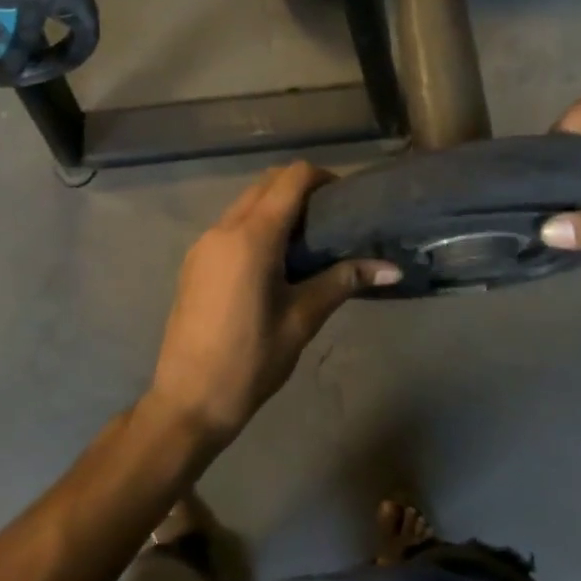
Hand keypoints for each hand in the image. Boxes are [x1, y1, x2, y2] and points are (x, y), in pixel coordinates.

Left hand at [148, 162, 398, 446]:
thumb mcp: (302, 320)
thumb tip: (392, 269)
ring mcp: (203, 244)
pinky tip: (275, 261)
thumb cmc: (251, 361)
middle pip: (266, 183)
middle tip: (331, 219)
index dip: (321, 178)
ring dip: (276, 206)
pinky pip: (230, 225)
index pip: (290, 179)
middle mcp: (223, 229)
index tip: (345, 200)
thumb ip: (343, 281)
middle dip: (300, 189)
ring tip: (307, 241)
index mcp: (252, 237)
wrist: (188, 402)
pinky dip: (256, 225)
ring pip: (245, 203)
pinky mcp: (194, 262)